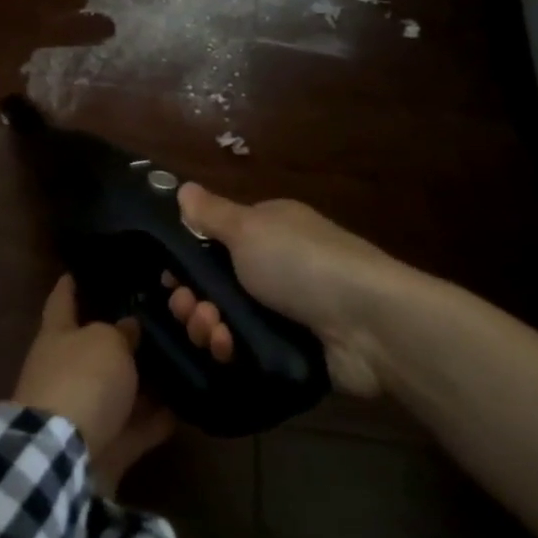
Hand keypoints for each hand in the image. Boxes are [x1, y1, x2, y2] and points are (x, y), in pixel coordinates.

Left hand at [12, 276, 173, 488]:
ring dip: (144, 382)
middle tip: (156, 323)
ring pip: (119, 390)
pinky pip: (135, 427)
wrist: (65, 455)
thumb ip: (121, 332)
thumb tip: (128, 328)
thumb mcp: (106, 342)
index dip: (68, 286)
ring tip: (180, 364)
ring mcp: (84, 410)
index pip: (61, 301)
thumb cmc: (81, 379)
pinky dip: (156, 420)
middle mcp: (66, 369)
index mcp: (57, 335)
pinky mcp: (104, 445)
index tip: (74, 272)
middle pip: (95, 348)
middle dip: (121, 339)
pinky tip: (185, 409)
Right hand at [171, 183, 436, 396]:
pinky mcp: (291, 348)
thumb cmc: (300, 263)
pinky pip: (246, 350)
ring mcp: (283, 311)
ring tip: (213, 332)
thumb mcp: (248, 228)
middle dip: (193, 299)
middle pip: (214, 285)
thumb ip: (210, 213)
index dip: (186, 261)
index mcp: (266, 231)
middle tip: (189, 309)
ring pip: (226, 320)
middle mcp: (274, 267)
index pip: (212, 243)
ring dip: (208, 326)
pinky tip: (228, 349)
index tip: (169, 278)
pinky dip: (231, 349)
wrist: (368, 323)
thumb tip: (182, 187)